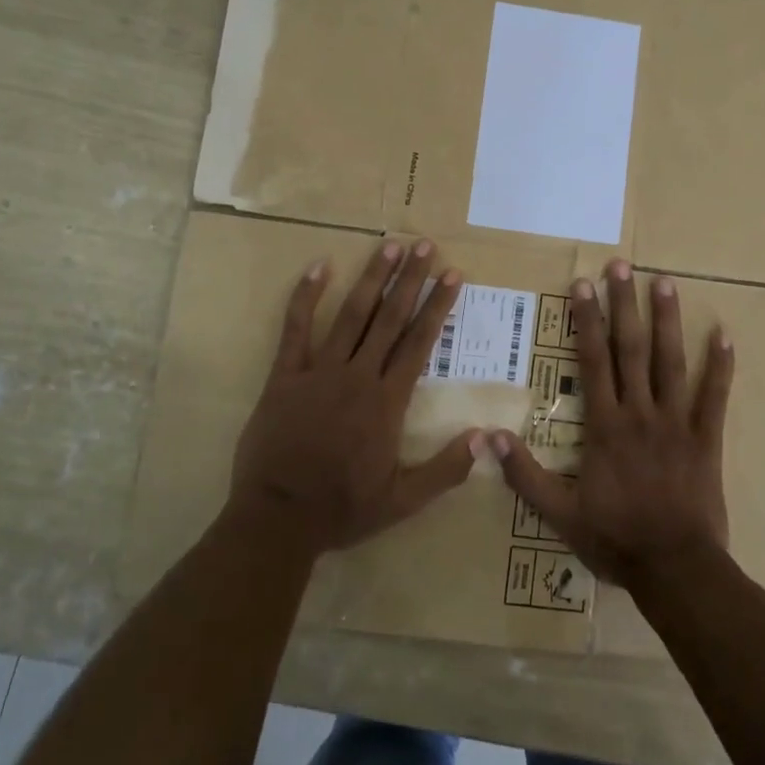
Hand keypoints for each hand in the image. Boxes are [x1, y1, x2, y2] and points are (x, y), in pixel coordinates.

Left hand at [229, 239, 478, 554]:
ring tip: (389, 247)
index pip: (419, 343)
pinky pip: (295, 329)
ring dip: (372, 279)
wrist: (277, 518)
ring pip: (351, 315)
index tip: (452, 275)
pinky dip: (306, 296)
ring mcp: (319, 372)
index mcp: (387, 402)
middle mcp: (357, 376)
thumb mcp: (403, 501)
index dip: (437, 306)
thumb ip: (446, 470)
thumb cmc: (342, 509)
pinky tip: (319, 267)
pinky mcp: (284, 376)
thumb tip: (486, 438)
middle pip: (389, 319)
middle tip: (425, 246)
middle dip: (410, 280)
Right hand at [493, 260, 732, 591]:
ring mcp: (677, 423)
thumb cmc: (615, 538)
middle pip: (631, 349)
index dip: (587, 320)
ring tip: (664, 282)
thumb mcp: (559, 513)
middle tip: (621, 265)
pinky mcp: (706, 439)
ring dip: (667, 320)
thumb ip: (524, 474)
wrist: (675, 568)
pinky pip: (715, 397)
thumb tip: (487, 437)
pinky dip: (721, 365)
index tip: (582, 284)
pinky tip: (723, 334)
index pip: (593, 360)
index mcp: (605, 425)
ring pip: (671, 362)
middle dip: (624, 304)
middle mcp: (640, 413)